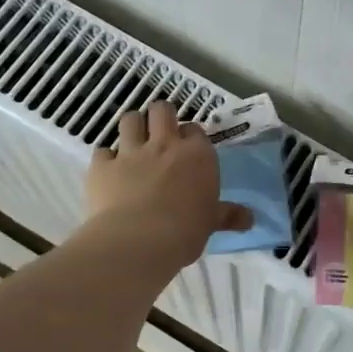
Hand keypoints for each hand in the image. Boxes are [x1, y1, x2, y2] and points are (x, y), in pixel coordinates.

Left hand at [83, 102, 251, 271]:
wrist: (139, 241)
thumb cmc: (185, 231)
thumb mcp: (211, 223)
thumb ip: (228, 216)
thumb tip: (250, 219)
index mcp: (197, 155)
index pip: (195, 130)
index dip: (190, 137)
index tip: (189, 150)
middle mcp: (164, 145)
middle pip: (161, 110)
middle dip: (161, 117)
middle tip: (160, 135)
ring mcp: (131, 152)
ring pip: (130, 119)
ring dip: (133, 127)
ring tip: (134, 143)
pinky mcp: (102, 166)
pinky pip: (102, 151)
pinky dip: (106, 159)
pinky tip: (109, 172)